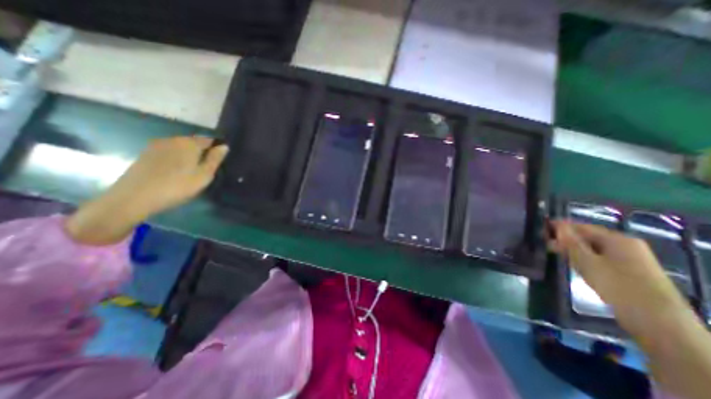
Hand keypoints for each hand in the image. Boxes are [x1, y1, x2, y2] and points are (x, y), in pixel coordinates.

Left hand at [65, 136, 227, 243]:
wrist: (134, 197)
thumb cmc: (177, 186)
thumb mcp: (204, 175)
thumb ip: (215, 159)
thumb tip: (224, 146)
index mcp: (189, 143)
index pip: (209, 140)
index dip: (216, 148)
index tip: (220, 160)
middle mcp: (173, 139)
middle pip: (194, 142)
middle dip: (202, 152)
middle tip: (207, 168)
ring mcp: (156, 145)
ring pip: (180, 148)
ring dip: (188, 156)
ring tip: (192, 171)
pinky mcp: (146, 154)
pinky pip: (168, 153)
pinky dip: (176, 159)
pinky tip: (175, 172)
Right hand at [545, 221, 691, 336]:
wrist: (659, 323)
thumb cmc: (618, 286)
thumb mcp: (587, 262)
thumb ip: (571, 242)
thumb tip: (558, 225)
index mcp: (618, 239)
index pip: (582, 227)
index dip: (561, 227)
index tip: (541, 229)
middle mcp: (626, 246)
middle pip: (589, 237)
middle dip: (566, 240)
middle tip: (545, 244)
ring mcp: (630, 260)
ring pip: (594, 249)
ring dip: (574, 250)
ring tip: (555, 254)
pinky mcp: (629, 273)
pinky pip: (601, 259)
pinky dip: (585, 259)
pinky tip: (574, 265)